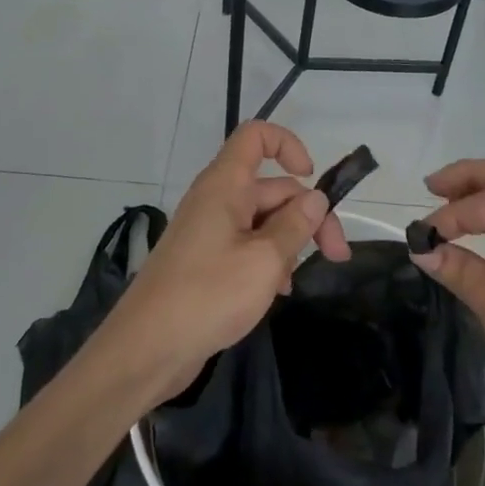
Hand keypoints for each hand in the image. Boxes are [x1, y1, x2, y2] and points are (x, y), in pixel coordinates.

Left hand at [97, 123, 350, 406]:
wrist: (147, 348)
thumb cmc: (208, 295)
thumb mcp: (264, 261)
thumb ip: (295, 225)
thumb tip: (315, 197)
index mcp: (225, 185)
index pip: (256, 136)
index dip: (288, 145)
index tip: (312, 178)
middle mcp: (217, 199)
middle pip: (272, 187)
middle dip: (307, 214)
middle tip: (337, 255)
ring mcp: (210, 229)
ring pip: (263, 219)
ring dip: (288, 242)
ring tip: (294, 282)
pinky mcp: (207, 259)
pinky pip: (247, 244)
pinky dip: (268, 260)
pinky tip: (278, 291)